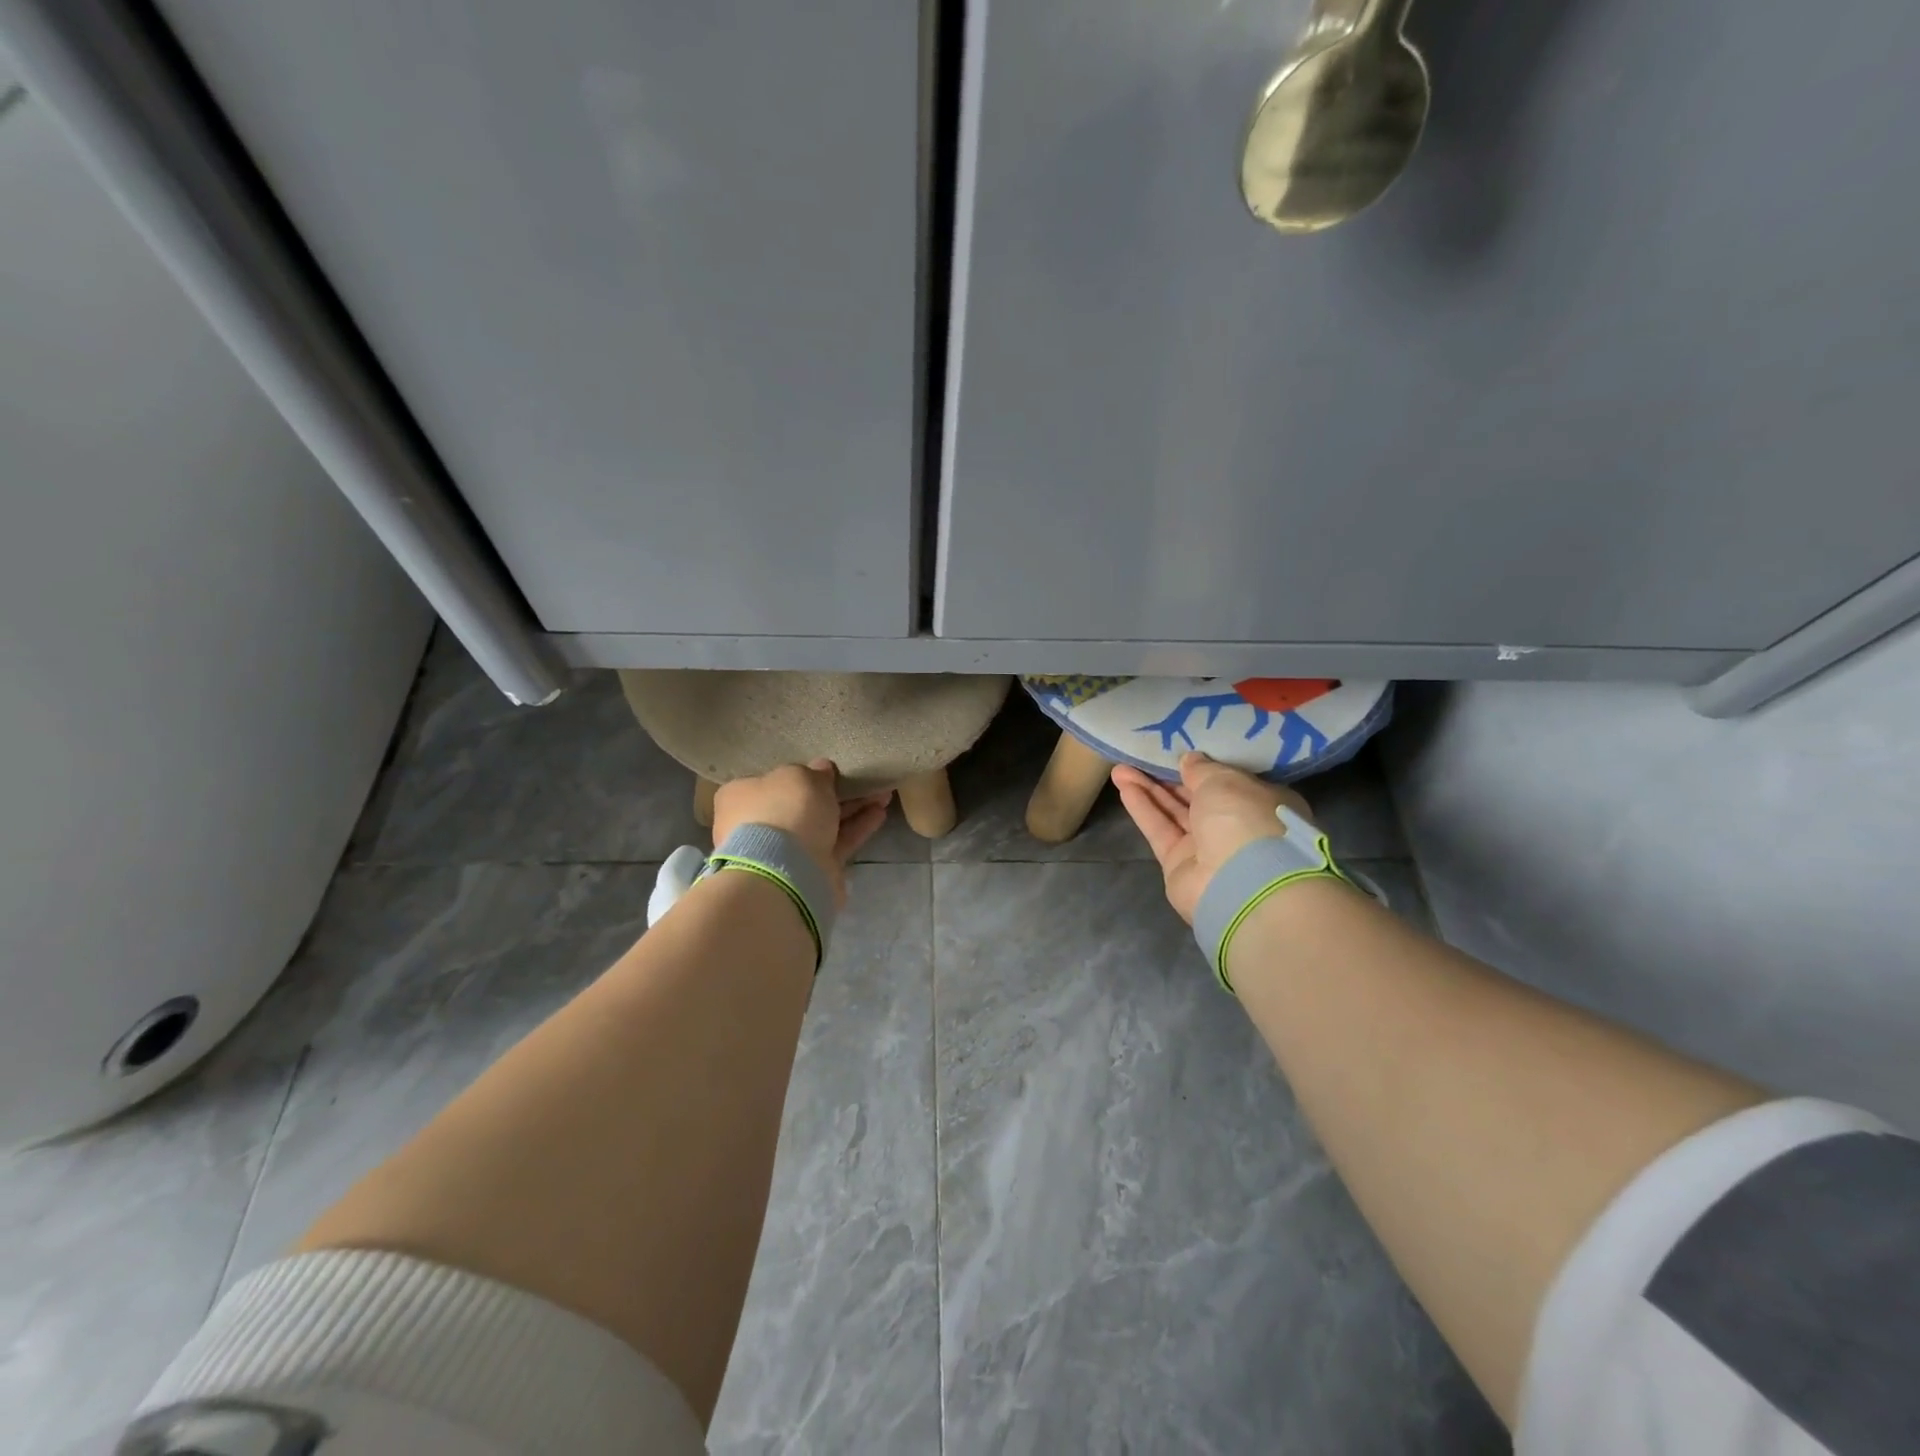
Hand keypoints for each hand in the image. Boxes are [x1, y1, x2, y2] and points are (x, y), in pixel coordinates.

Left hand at [711, 760, 891, 907]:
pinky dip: (857, 828)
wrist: (786, 872)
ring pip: (823, 824)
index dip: (798, 774)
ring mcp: (785, 851)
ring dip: (852, 809)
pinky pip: (837, 843)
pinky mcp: (811, 870)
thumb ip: (814, 772)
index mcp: (742, 797)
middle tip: (861, 780)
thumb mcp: (800, 777)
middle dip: (833, 792)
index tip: (824, 770)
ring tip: (883, 793)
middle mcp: (759, 825)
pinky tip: (880, 813)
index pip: (770, 781)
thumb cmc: (784, 811)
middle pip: (800, 804)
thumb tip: (821, 770)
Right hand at [1113, 753, 1314, 923]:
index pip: (1231, 782)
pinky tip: (1123, 786)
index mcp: (1261, 804)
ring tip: (1120, 768)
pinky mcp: (1179, 864)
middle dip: (1170, 777)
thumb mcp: (1225, 780)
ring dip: (1149, 789)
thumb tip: (1189, 760)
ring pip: (1174, 812)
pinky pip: (1159, 829)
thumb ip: (1202, 769)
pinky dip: (1143, 808)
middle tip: (1143, 755)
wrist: (1240, 883)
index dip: (1205, 767)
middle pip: (1197, 797)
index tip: (1181, 751)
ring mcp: (1207, 849)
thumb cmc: (1245, 819)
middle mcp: (1236, 827)